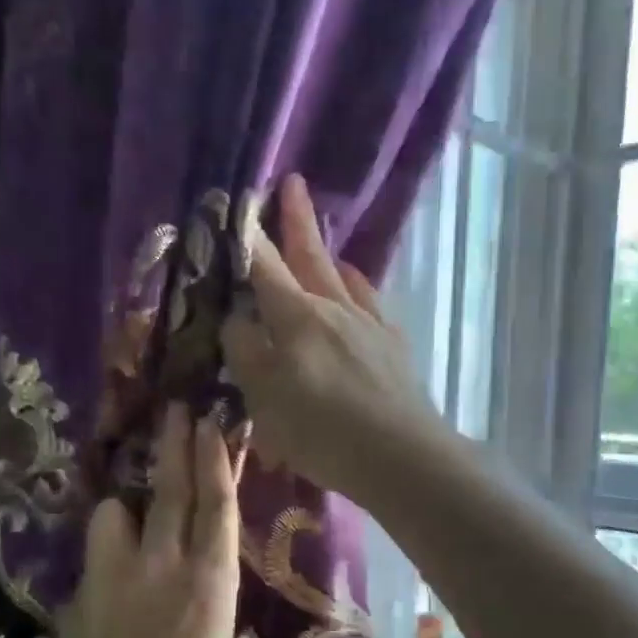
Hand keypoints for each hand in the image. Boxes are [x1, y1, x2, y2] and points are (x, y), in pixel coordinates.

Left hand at [45, 404, 241, 637]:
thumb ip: (200, 606)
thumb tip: (186, 582)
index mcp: (212, 585)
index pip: (216, 505)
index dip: (214, 460)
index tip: (212, 423)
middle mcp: (164, 568)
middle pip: (169, 491)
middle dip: (173, 445)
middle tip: (175, 411)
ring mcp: (114, 580)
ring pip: (114, 514)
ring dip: (124, 508)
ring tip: (127, 517)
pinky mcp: (78, 601)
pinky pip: (93, 560)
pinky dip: (103, 556)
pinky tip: (106, 577)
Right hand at [221, 173, 445, 500]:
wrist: (400, 455)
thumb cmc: (322, 431)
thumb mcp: (264, 398)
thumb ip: (245, 352)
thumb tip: (236, 316)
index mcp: (296, 317)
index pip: (264, 266)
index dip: (248, 236)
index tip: (239, 204)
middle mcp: (334, 307)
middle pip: (310, 256)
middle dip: (296, 220)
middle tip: (291, 183)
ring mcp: (369, 324)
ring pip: (344, 277)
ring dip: (328, 254)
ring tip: (322, 239)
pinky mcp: (394, 346)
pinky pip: (371, 302)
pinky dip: (358, 288)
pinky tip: (356, 291)